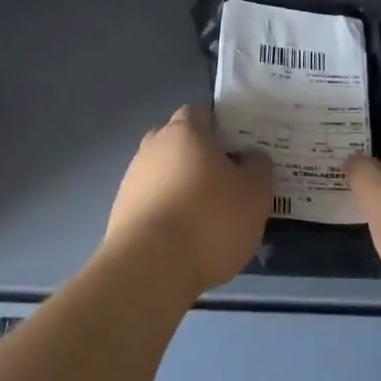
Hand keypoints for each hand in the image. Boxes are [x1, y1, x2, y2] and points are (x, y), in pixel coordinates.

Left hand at [104, 105, 273, 296]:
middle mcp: (153, 145)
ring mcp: (133, 178)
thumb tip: (251, 157)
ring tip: (210, 217)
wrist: (150, 268)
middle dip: (203, 156)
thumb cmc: (209, 219)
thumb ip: (258, 167)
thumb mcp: (255, 193)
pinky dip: (170, 213)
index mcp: (185, 129)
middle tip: (230, 180)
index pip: (204, 111)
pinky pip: (154, 202)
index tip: (243, 146)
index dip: (224, 125)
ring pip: (166, 173)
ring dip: (185, 186)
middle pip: (182, 141)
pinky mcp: (122, 212)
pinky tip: (187, 238)